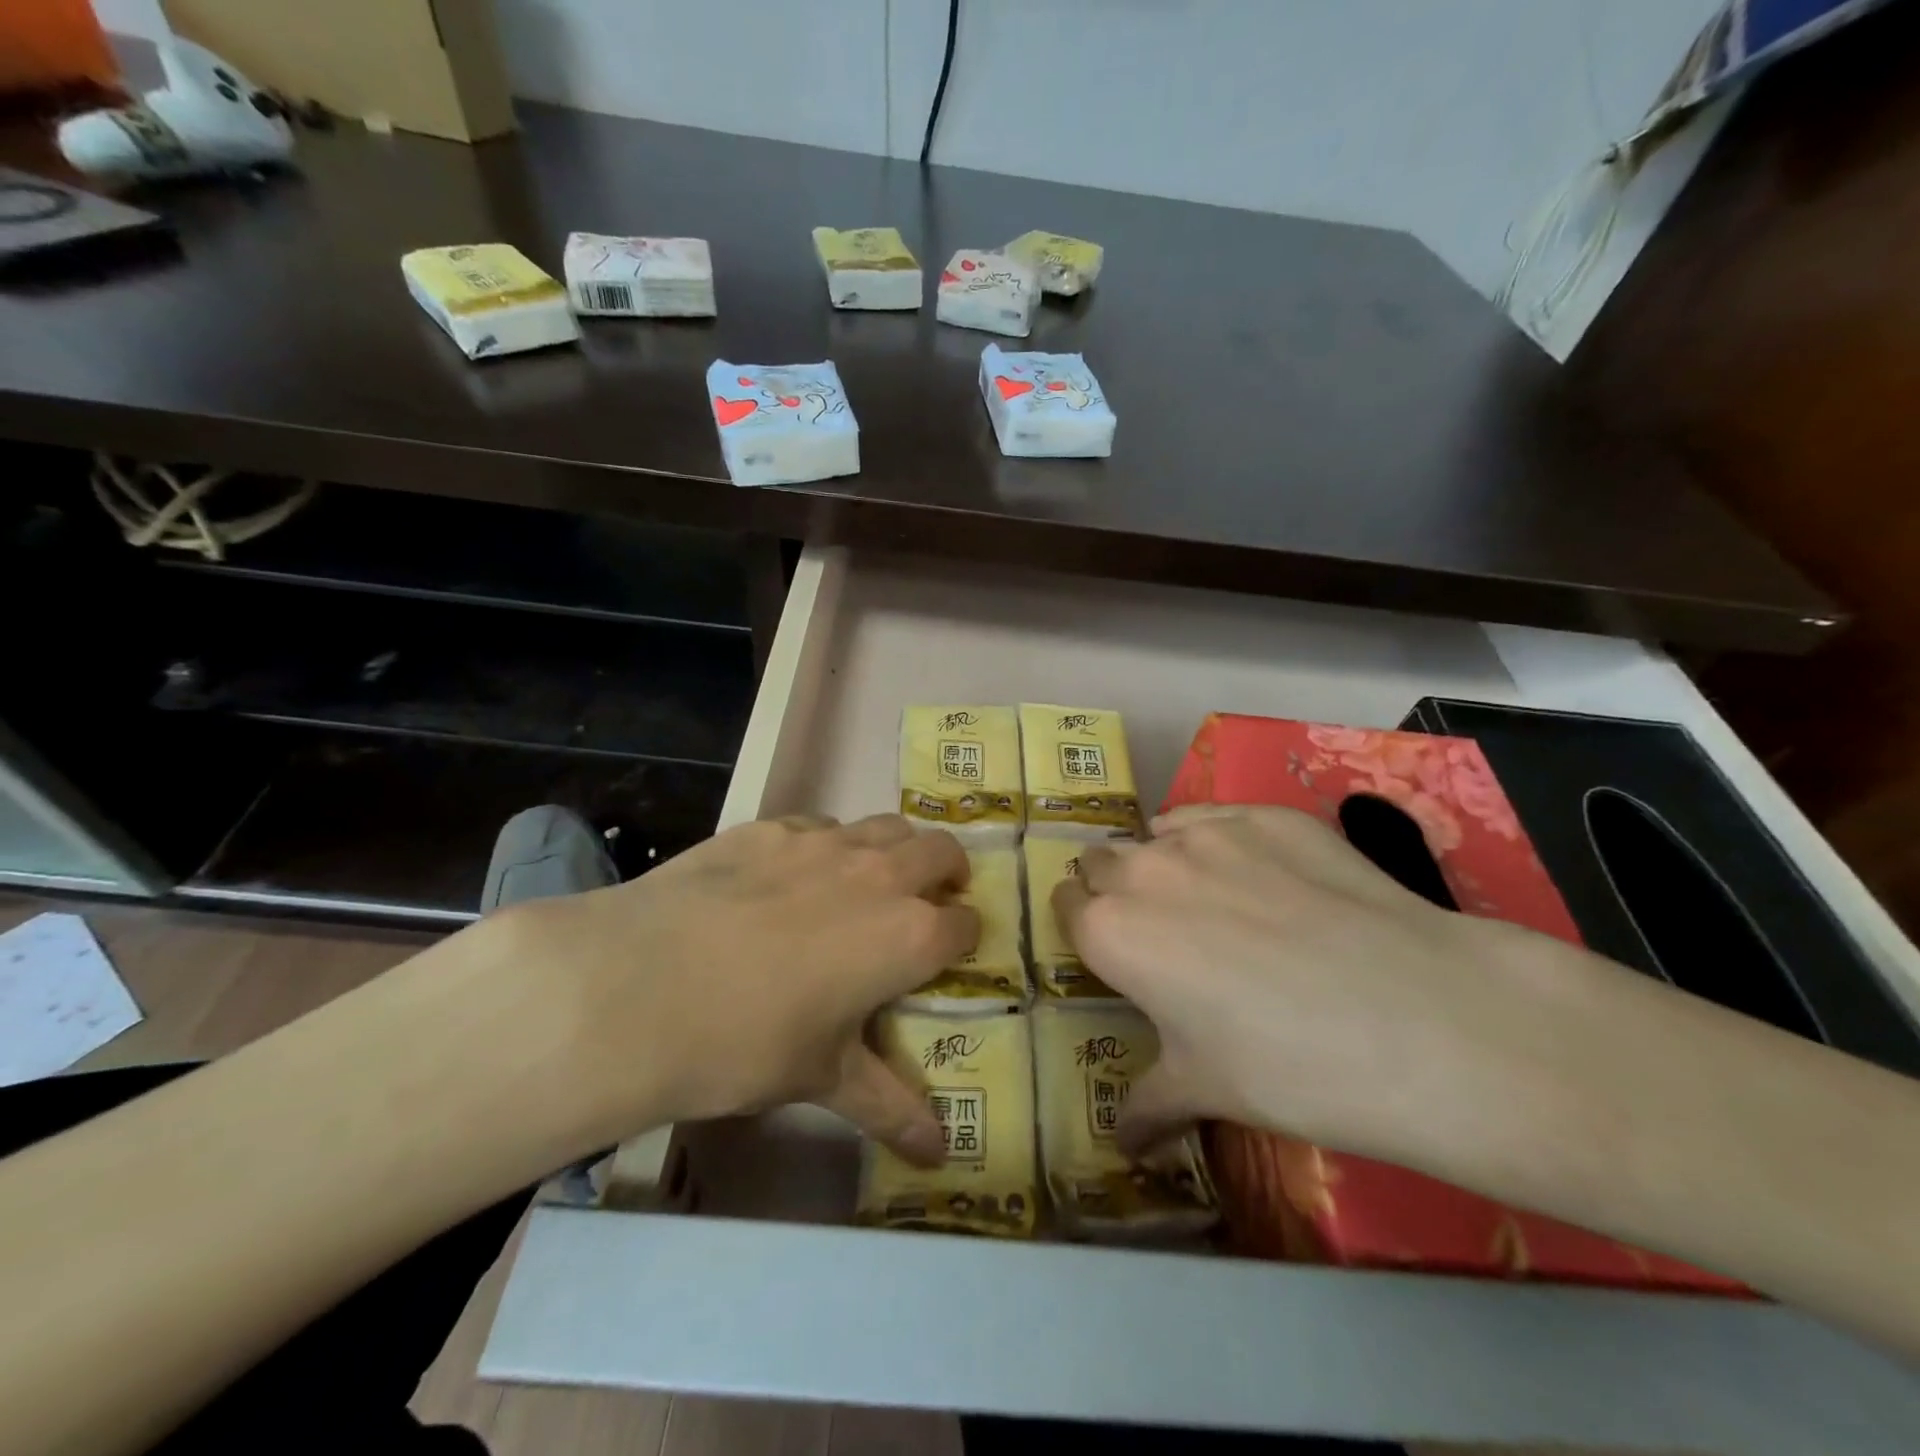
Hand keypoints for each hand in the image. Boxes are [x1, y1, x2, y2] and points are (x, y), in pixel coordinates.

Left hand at [498, 814, 977, 1164]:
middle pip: (941, 852)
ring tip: (869, 883)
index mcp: (908, 935)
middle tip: (928, 902)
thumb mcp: (823, 1078)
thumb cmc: (746, 1044)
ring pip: (886, 826)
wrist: (637, 989)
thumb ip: (890, 1106)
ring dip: (894, 850)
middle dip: (947, 874)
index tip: (949, 955)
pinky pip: (820, 825)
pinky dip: (828, 845)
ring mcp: (823, 842)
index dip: (963, 939)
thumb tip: (939, 1156)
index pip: (964, 925)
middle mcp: (879, 875)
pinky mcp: (770, 828)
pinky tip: (791, 878)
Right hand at [1052, 804, 1621, 1178]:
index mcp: (1111, 931)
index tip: (1111, 951)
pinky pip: (1217, 817)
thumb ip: (1147, 1106)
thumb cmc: (1289, 1067)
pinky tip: (1269, 879)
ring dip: (1166, 862)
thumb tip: (1123, 1145)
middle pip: (1101, 861)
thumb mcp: (1207, 1091)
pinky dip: (1222, 841)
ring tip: (1217, 902)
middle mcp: (1144, 868)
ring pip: (1159, 834)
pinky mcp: (1268, 814)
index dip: (1085, 927)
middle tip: (1162, 931)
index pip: (1066, 906)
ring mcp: (1208, 832)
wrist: (1420, 1019)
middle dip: (1116, 889)